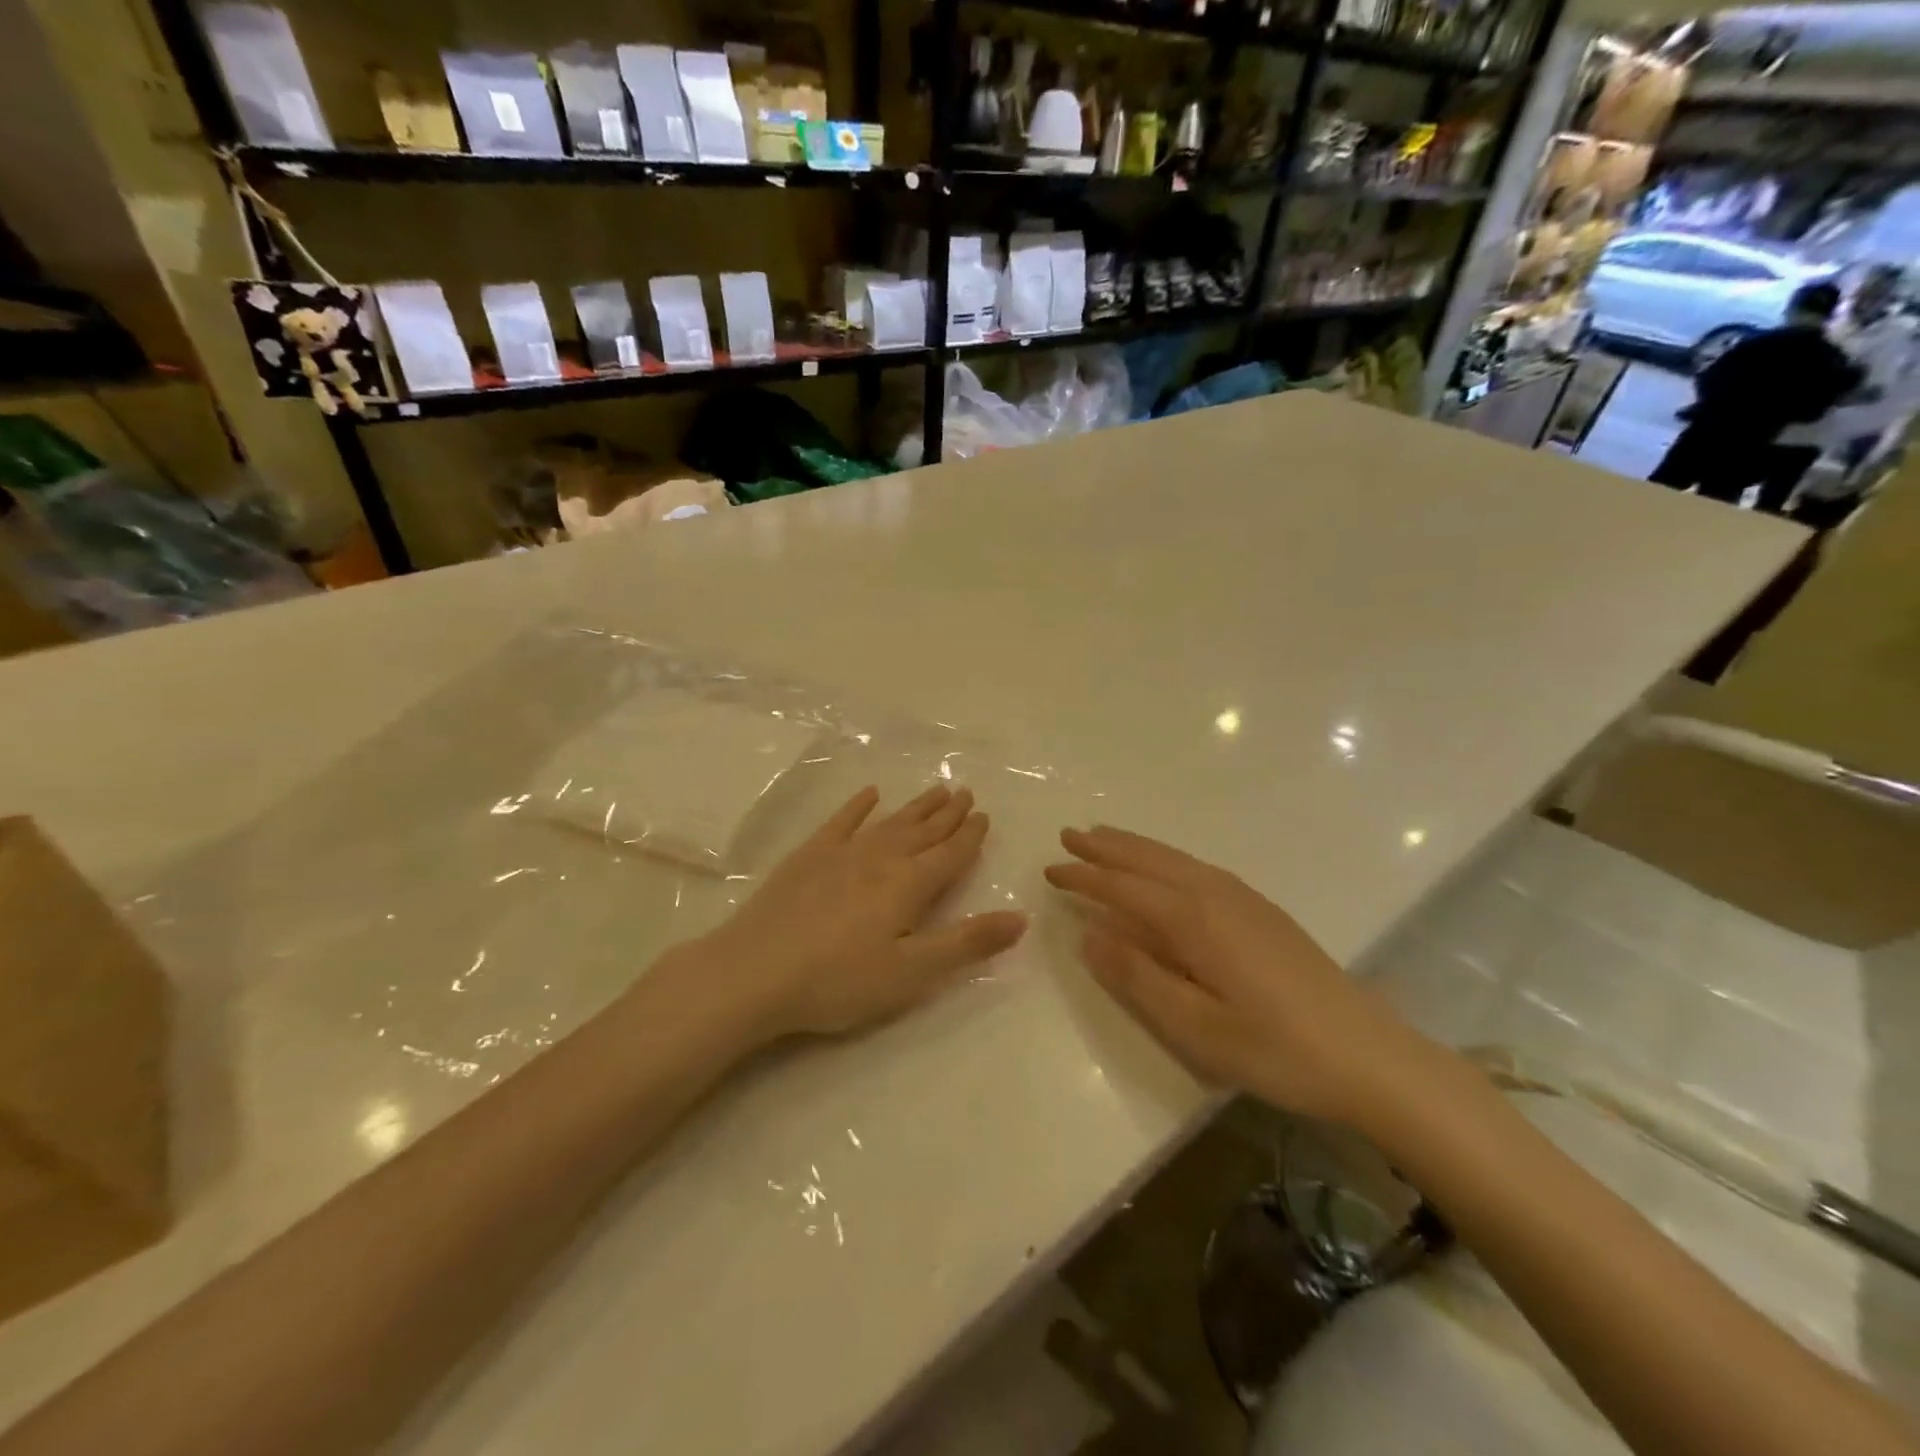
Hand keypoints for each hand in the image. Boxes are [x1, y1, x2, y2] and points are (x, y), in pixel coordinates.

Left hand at [690, 785, 1027, 1040]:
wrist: (754, 972)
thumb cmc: (839, 981)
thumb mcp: (912, 973)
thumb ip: (966, 943)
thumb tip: (1021, 916)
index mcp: (909, 885)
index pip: (951, 855)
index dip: (970, 836)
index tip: (984, 815)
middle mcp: (881, 858)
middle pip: (923, 831)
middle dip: (948, 814)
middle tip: (966, 792)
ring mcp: (842, 853)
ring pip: (890, 822)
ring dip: (916, 807)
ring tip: (936, 790)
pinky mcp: (808, 856)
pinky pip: (841, 821)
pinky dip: (858, 806)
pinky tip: (869, 794)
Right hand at [1046, 826, 1428, 1126]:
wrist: (1369, 1055)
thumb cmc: (1276, 1049)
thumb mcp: (1196, 1027)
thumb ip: (1138, 977)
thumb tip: (1088, 933)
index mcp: (1193, 920)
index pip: (1124, 887)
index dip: (1084, 877)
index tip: (1050, 869)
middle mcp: (1215, 894)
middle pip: (1149, 860)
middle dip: (1106, 847)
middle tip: (1068, 834)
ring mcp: (1243, 898)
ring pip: (1175, 859)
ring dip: (1135, 846)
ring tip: (1104, 837)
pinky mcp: (1262, 910)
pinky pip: (1196, 867)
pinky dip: (1165, 858)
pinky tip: (1164, 868)